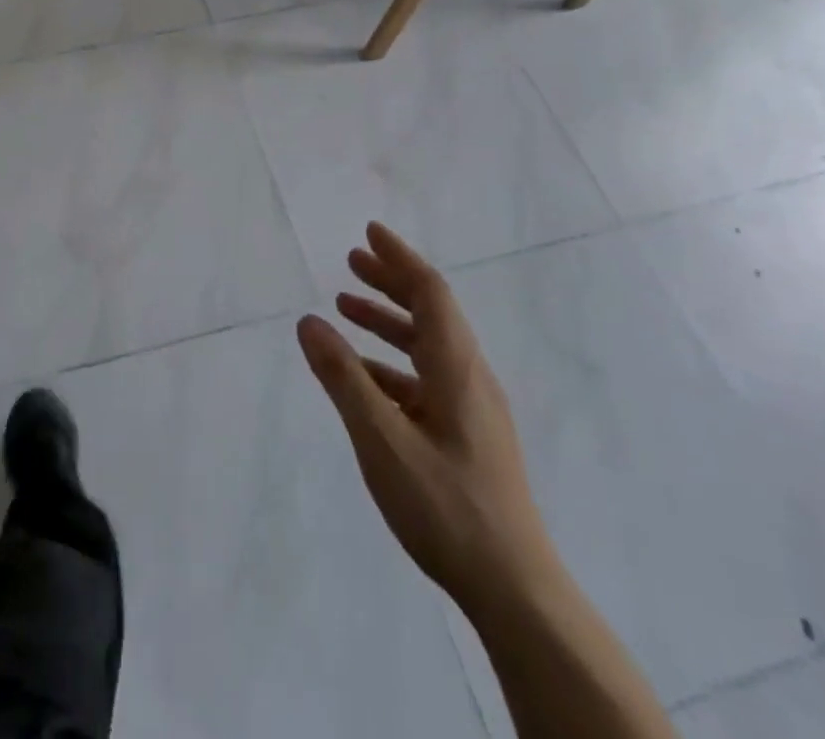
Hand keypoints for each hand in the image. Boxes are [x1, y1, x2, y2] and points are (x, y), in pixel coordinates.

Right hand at [296, 223, 559, 619]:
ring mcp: (472, 411)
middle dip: (390, 282)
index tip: (370, 233)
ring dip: (388, 322)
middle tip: (351, 262)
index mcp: (457, 368)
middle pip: (431, 313)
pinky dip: (390, 364)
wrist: (515, 590)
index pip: (431, 293)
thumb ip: (343, 378)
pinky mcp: (467, 438)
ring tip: (346, 308)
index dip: (399, 259)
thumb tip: (309, 322)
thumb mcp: (382, 439)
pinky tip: (362, 377)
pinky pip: (424, 380)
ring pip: (426, 347)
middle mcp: (469, 378)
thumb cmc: (446, 506)